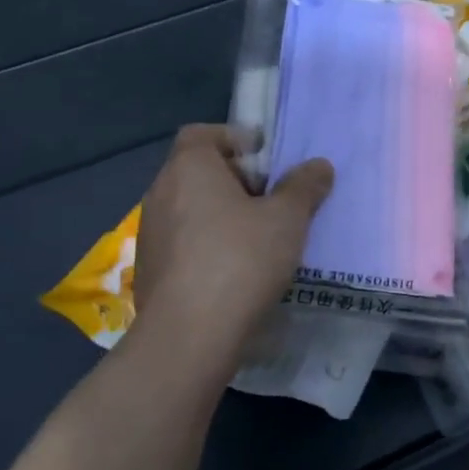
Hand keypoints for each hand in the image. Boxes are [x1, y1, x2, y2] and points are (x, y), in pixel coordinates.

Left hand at [130, 124, 333, 369]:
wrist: (189, 336)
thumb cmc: (240, 259)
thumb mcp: (287, 218)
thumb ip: (304, 186)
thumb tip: (318, 165)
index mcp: (189, 167)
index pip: (203, 133)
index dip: (236, 139)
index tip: (267, 158)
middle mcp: (161, 192)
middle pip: (198, 170)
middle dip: (236, 179)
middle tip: (272, 199)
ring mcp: (150, 233)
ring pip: (191, 208)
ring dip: (222, 214)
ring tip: (259, 237)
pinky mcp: (149, 270)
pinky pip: (183, 242)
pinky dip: (207, 244)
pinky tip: (235, 270)